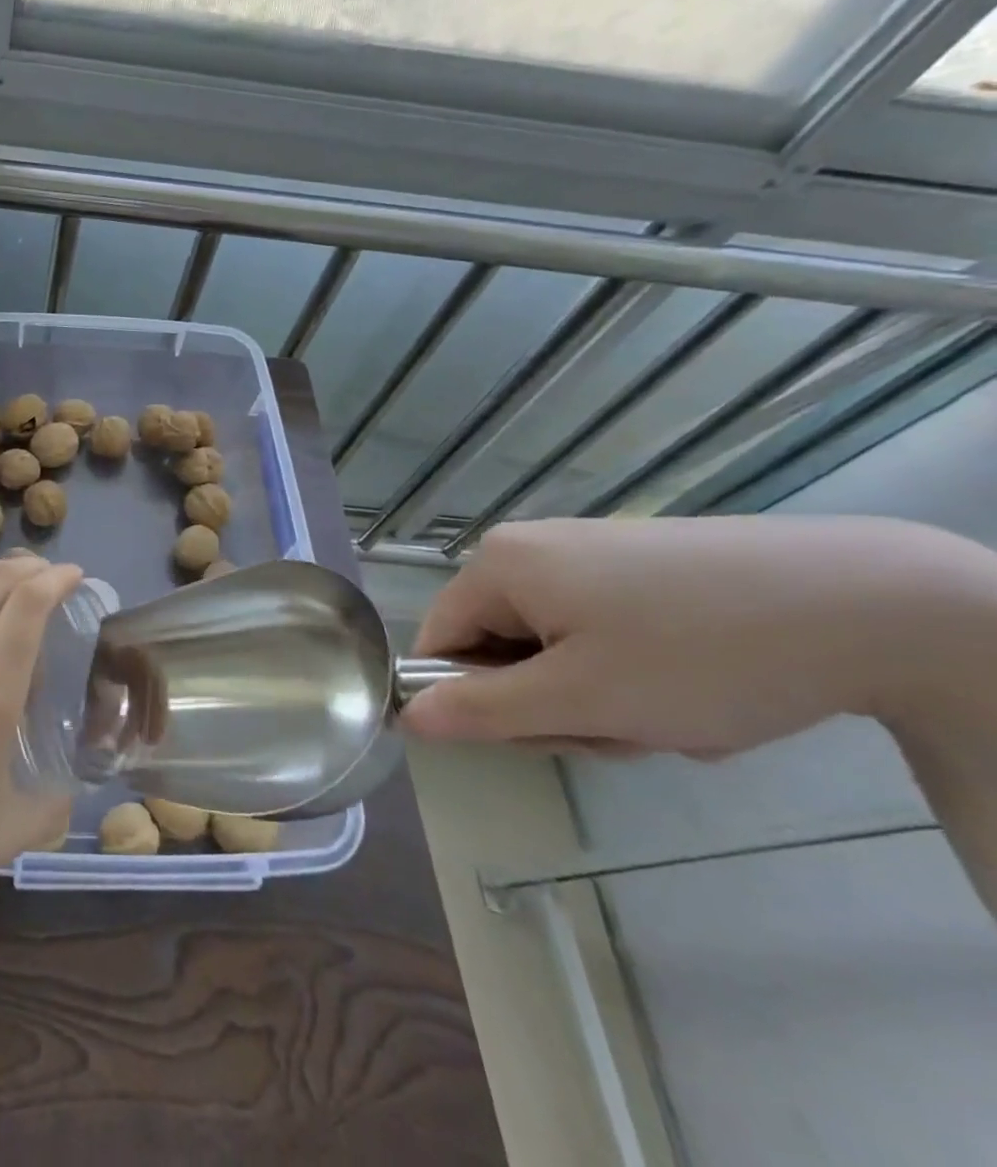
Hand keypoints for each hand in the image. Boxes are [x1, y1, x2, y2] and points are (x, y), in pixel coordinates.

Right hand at [400, 515, 996, 758]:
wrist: (875, 602)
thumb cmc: (699, 654)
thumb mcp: (581, 699)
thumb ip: (482, 710)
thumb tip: (405, 717)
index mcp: (499, 564)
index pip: (439, 641)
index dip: (476, 699)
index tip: (544, 732)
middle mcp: (531, 547)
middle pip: (500, 647)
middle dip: (556, 704)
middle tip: (623, 727)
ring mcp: (589, 553)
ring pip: (556, 649)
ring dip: (603, 699)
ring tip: (672, 714)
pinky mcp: (640, 567)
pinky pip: (601, 634)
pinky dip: (635, 675)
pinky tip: (695, 687)